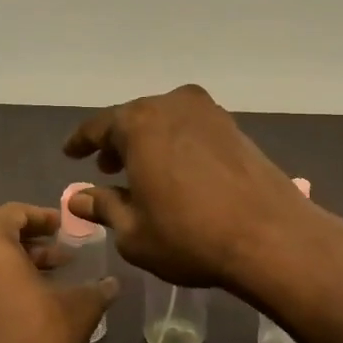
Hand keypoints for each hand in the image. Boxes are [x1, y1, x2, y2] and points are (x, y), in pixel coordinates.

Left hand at [0, 204, 116, 342]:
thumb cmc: (35, 334)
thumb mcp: (78, 307)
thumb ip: (97, 288)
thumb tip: (112, 283)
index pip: (14, 212)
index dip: (43, 217)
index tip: (64, 229)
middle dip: (31, 242)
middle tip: (61, 255)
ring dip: (15, 262)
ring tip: (48, 278)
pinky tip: (25, 301)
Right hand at [63, 84, 307, 291]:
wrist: (271, 237)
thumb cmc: (190, 236)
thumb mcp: (134, 231)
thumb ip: (104, 206)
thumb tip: (79, 197)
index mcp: (140, 122)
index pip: (99, 126)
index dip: (82, 141)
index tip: (70, 153)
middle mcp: (173, 105)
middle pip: (135, 118)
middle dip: (118, 142)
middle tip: (107, 167)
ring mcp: (209, 113)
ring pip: (166, 121)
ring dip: (150, 142)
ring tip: (142, 172)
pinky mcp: (235, 128)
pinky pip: (193, 130)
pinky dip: (177, 145)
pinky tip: (177, 172)